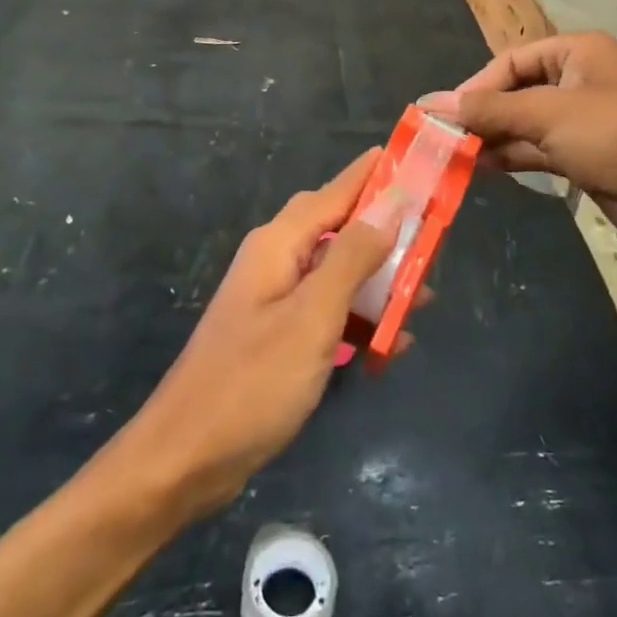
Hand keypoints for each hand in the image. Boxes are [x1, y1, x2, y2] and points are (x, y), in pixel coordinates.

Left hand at [123, 150, 400, 519]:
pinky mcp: (276, 336)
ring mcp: (274, 299)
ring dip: (377, 282)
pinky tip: (390, 344)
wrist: (185, 459)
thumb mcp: (313, 316)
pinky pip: (326, 311)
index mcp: (279, 244)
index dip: (373, 175)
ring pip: (336, 273)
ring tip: (423, 295)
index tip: (411, 157)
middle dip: (384, 230)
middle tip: (431, 233)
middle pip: (338, 229)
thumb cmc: (253, 382)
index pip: (334, 192)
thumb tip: (390, 204)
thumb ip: (352, 257)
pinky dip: (358, 320)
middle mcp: (275, 260)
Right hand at [421, 32, 616, 258]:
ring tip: (457, 158)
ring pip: (529, 124)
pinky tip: (486, 169)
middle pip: (519, 91)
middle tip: (446, 140)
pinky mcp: (593, 157)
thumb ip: (489, 109)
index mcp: (578, 52)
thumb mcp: (548, 114)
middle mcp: (582, 79)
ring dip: (496, 139)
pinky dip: (516, 157)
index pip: (512, 60)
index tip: (445, 114)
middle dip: (484, 115)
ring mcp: (589, 120)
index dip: (476, 85)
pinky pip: (543, 150)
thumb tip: (433, 102)